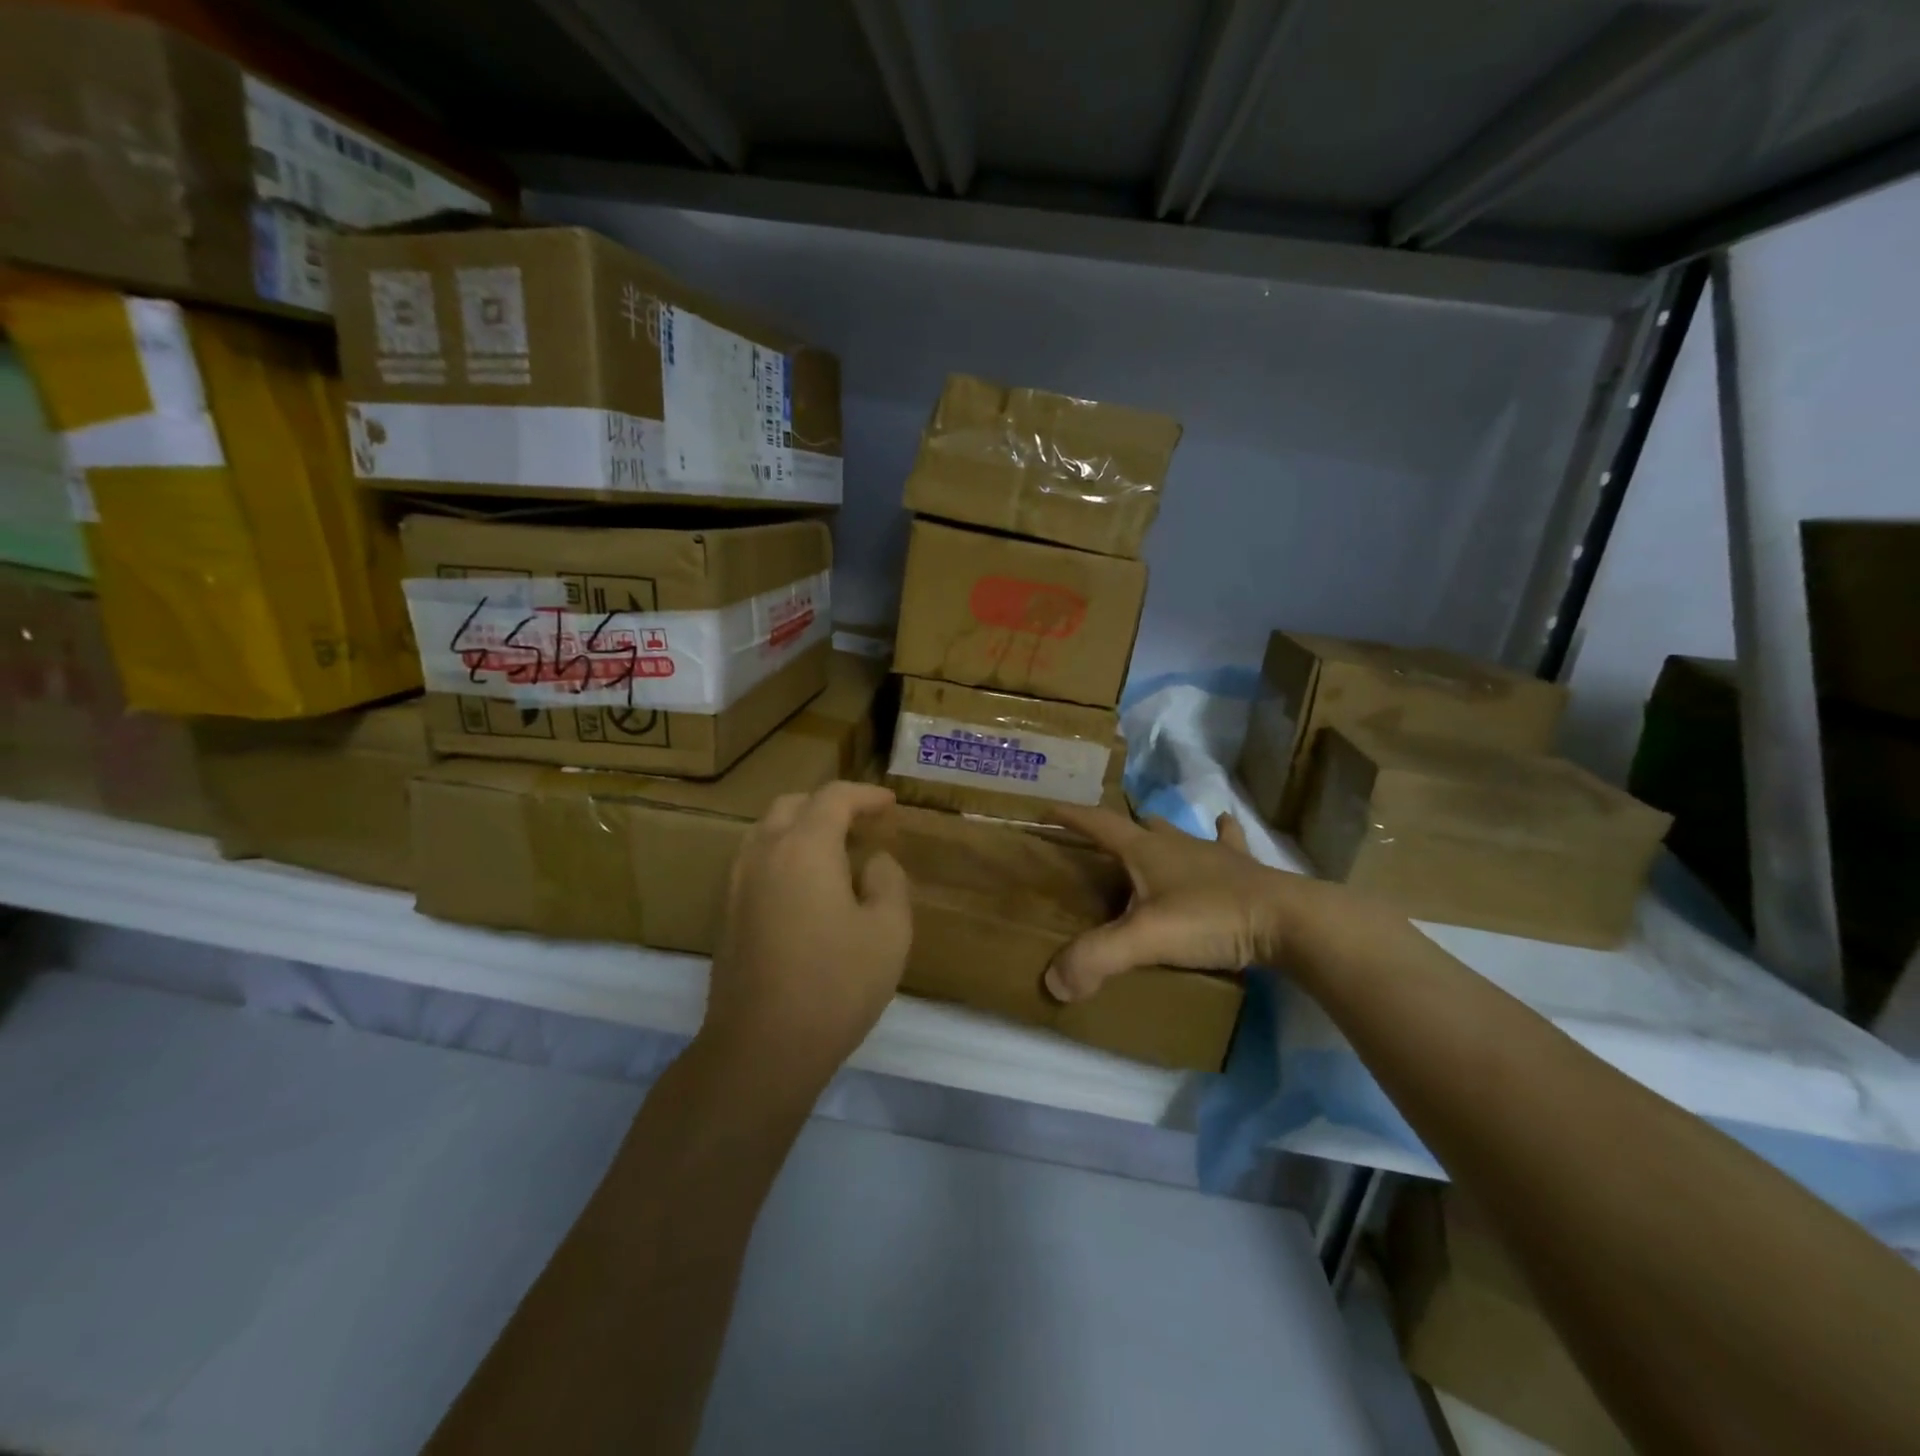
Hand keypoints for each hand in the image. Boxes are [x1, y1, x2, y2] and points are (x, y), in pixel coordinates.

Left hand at [704, 782, 912, 1078]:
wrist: (762, 1048)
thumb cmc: (836, 985)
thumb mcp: (889, 931)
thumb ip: (888, 881)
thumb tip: (872, 862)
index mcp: (804, 847)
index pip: (833, 797)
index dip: (865, 795)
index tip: (890, 805)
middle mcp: (764, 853)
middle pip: (793, 805)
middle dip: (829, 805)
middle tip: (862, 824)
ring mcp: (737, 883)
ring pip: (767, 830)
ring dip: (801, 827)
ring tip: (835, 851)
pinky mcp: (726, 912)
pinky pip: (756, 860)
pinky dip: (783, 853)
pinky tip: (806, 885)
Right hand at [1045, 806, 1341, 1002]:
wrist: (1289, 921)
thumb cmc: (1211, 918)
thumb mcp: (1146, 939)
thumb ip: (1097, 958)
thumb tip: (1054, 982)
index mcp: (1146, 849)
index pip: (1097, 823)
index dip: (1070, 816)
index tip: (1046, 810)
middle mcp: (1175, 842)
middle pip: (1137, 825)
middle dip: (1114, 828)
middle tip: (1098, 842)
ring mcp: (1212, 853)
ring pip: (1178, 832)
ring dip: (1160, 831)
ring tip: (1149, 834)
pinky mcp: (1243, 868)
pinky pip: (1227, 842)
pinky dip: (1221, 833)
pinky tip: (1223, 823)